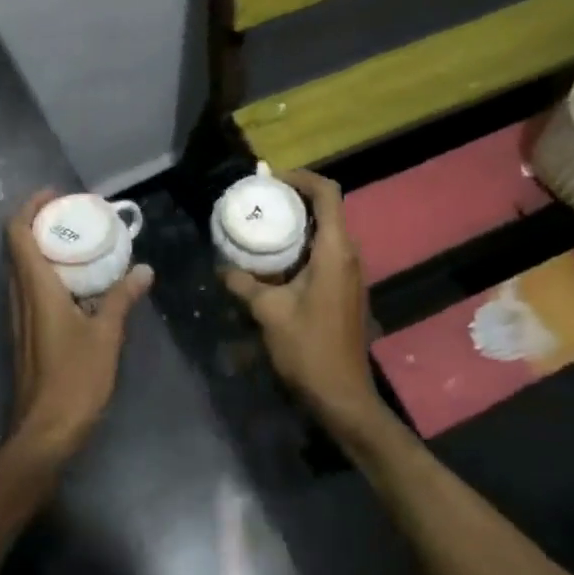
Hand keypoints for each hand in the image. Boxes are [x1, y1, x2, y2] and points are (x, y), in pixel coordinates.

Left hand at [4, 190, 152, 466]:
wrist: (44, 432)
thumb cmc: (74, 379)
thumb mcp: (106, 335)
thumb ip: (121, 298)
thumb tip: (143, 270)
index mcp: (34, 288)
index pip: (16, 233)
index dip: (30, 207)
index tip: (56, 196)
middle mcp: (19, 296)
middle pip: (17, 246)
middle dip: (40, 223)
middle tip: (75, 216)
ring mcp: (18, 316)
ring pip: (22, 268)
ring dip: (44, 249)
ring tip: (79, 243)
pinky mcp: (24, 333)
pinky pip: (29, 289)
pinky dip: (47, 273)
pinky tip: (78, 284)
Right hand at [219, 169, 384, 436]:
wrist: (343, 396)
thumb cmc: (309, 348)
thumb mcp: (269, 312)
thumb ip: (244, 283)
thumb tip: (222, 267)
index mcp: (335, 251)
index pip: (328, 193)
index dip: (302, 178)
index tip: (271, 181)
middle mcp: (349, 255)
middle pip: (327, 209)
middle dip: (294, 199)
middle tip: (259, 201)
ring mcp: (350, 273)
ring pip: (326, 232)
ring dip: (297, 224)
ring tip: (262, 225)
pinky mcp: (345, 289)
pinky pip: (325, 252)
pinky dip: (301, 245)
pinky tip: (274, 260)